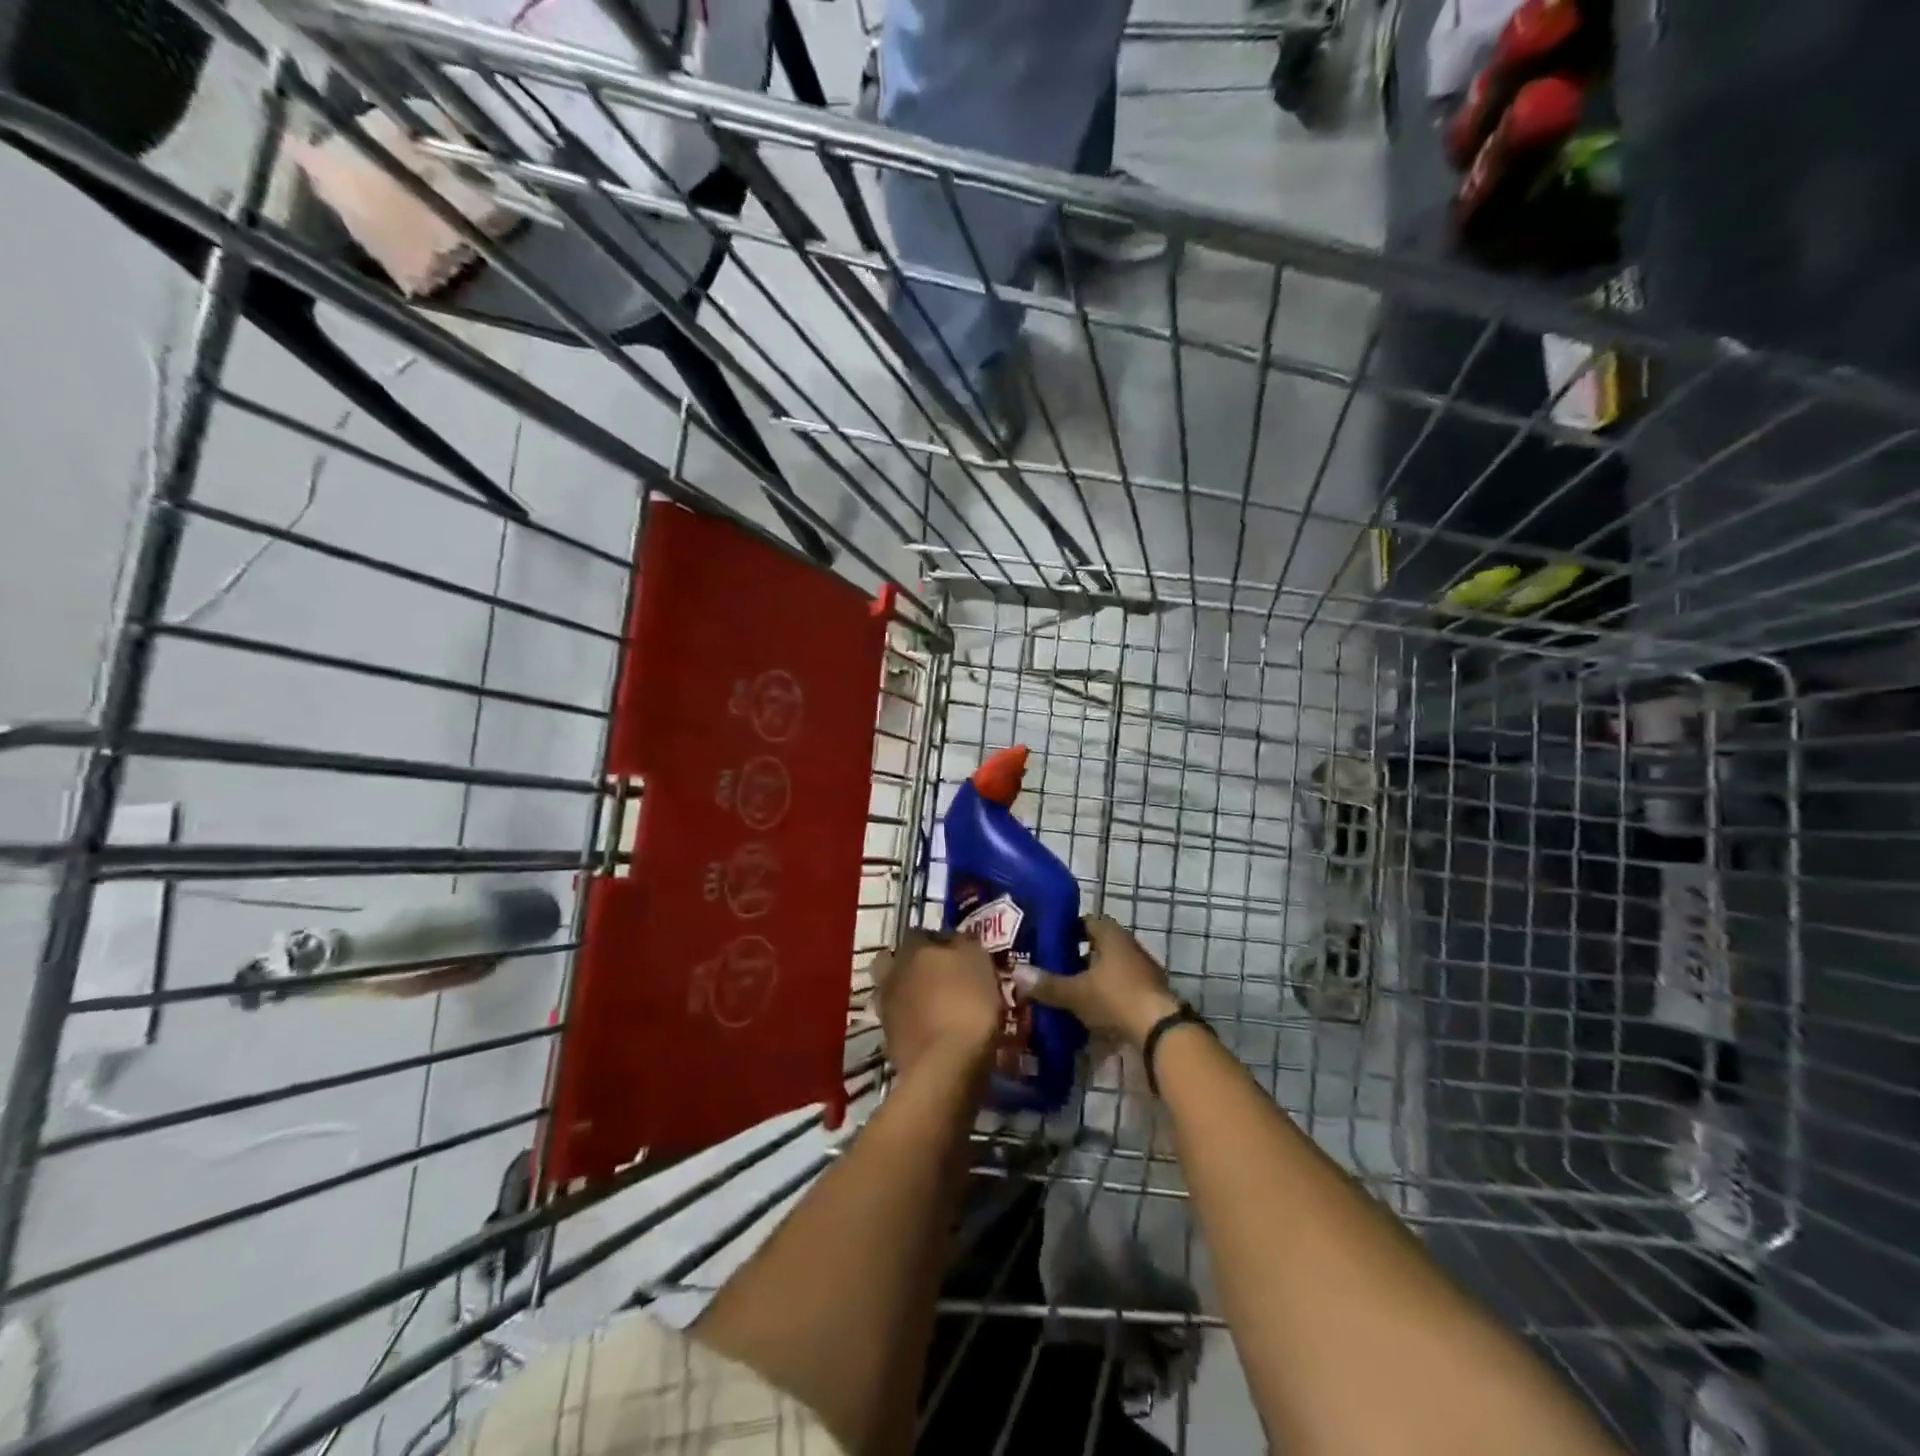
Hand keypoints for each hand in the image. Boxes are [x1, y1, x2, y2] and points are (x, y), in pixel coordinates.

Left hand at [868, 929, 1002, 1076]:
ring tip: (939, 1009)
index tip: (960, 954)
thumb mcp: (980, 963)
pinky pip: (902, 1022)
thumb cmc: (968, 1004)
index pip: (922, 933)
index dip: (941, 941)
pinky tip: (934, 1031)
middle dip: (915, 966)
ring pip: (897, 992)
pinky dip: (914, 1023)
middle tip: (941, 978)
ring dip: (913, 996)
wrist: (946, 1065)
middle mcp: (893, 973)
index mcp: (913, 949)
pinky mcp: (888, 1040)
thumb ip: (966, 945)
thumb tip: (959, 940)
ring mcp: (886, 1008)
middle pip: (899, 962)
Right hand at [1012, 916, 1177, 1048]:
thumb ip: (1047, 984)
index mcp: (1112, 936)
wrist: (1160, 1030)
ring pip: (1111, 968)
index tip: (1049, 940)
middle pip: (1100, 945)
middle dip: (1078, 956)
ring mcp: (1143, 970)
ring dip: (1094, 977)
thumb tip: (1016, 973)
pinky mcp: (1150, 994)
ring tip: (1069, 991)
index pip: (1087, 921)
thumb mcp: (1075, 993)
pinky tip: (1092, 1011)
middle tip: (1054, 968)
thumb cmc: (1115, 997)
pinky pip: (1122, 987)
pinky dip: (1107, 995)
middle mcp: (1129, 946)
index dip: (1068, 929)